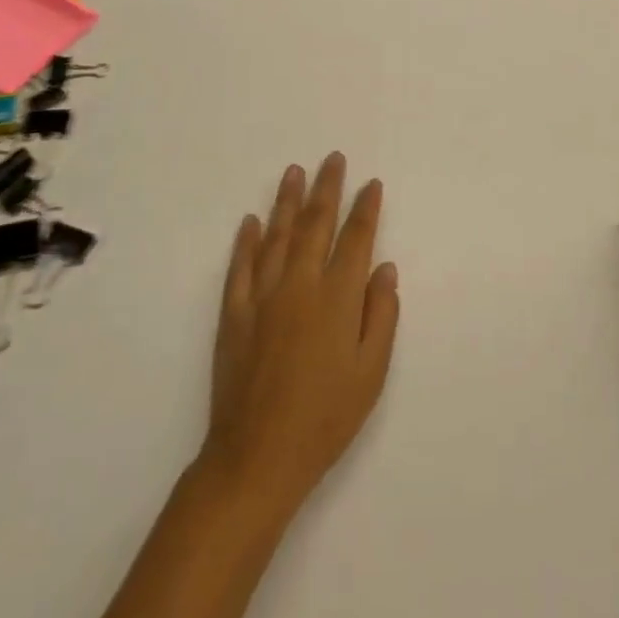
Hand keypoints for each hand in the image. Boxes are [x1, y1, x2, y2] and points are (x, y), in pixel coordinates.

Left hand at [201, 152, 399, 513]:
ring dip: (287, 200)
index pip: (355, 239)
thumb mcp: (371, 373)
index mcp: (337, 298)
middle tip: (333, 159)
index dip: (365, 209)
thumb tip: (385, 269)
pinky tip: (251, 221)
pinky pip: (240, 266)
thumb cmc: (325, 419)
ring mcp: (262, 296)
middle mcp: (299, 284)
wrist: (257, 458)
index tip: (371, 184)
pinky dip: (246, 241)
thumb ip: (381, 315)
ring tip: (294, 171)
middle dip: (327, 188)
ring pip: (277, 235)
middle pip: (315, 224)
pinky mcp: (234, 313)